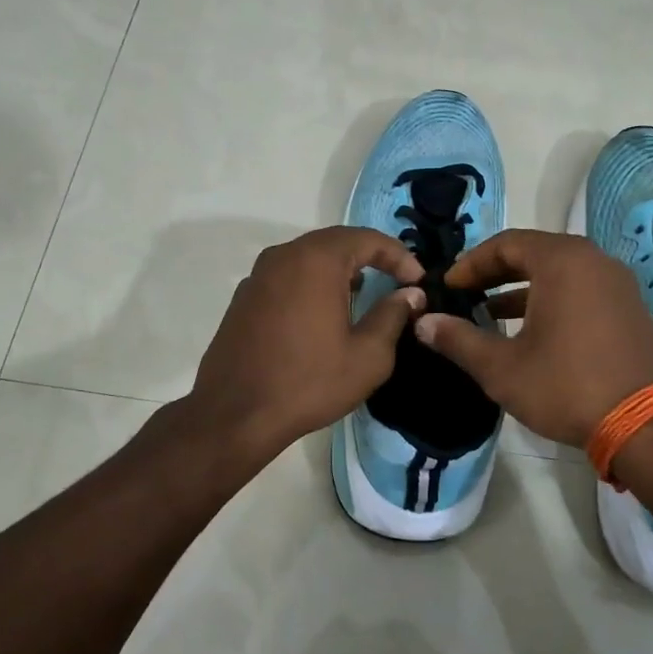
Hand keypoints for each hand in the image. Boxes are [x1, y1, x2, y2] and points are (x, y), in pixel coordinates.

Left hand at [189, 226, 426, 461]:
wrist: (234, 414)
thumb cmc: (308, 382)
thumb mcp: (367, 356)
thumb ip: (392, 316)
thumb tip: (409, 294)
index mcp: (316, 260)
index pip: (367, 239)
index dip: (399, 255)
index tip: (418, 280)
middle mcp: (283, 256)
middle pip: (335, 243)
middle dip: (369, 258)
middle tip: (395, 282)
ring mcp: (258, 276)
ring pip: (308, 258)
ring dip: (339, 271)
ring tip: (361, 296)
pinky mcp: (244, 298)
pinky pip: (287, 277)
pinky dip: (312, 284)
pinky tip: (322, 315)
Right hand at [414, 229, 652, 448]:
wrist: (646, 427)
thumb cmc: (566, 386)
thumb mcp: (501, 367)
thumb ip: (458, 339)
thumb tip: (423, 322)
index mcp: (562, 262)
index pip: (505, 244)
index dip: (471, 264)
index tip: (448, 287)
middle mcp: (594, 261)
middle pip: (534, 253)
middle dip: (494, 273)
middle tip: (465, 294)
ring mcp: (617, 284)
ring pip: (559, 272)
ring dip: (521, 288)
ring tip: (489, 312)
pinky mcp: (630, 309)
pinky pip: (581, 289)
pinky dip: (551, 300)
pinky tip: (531, 331)